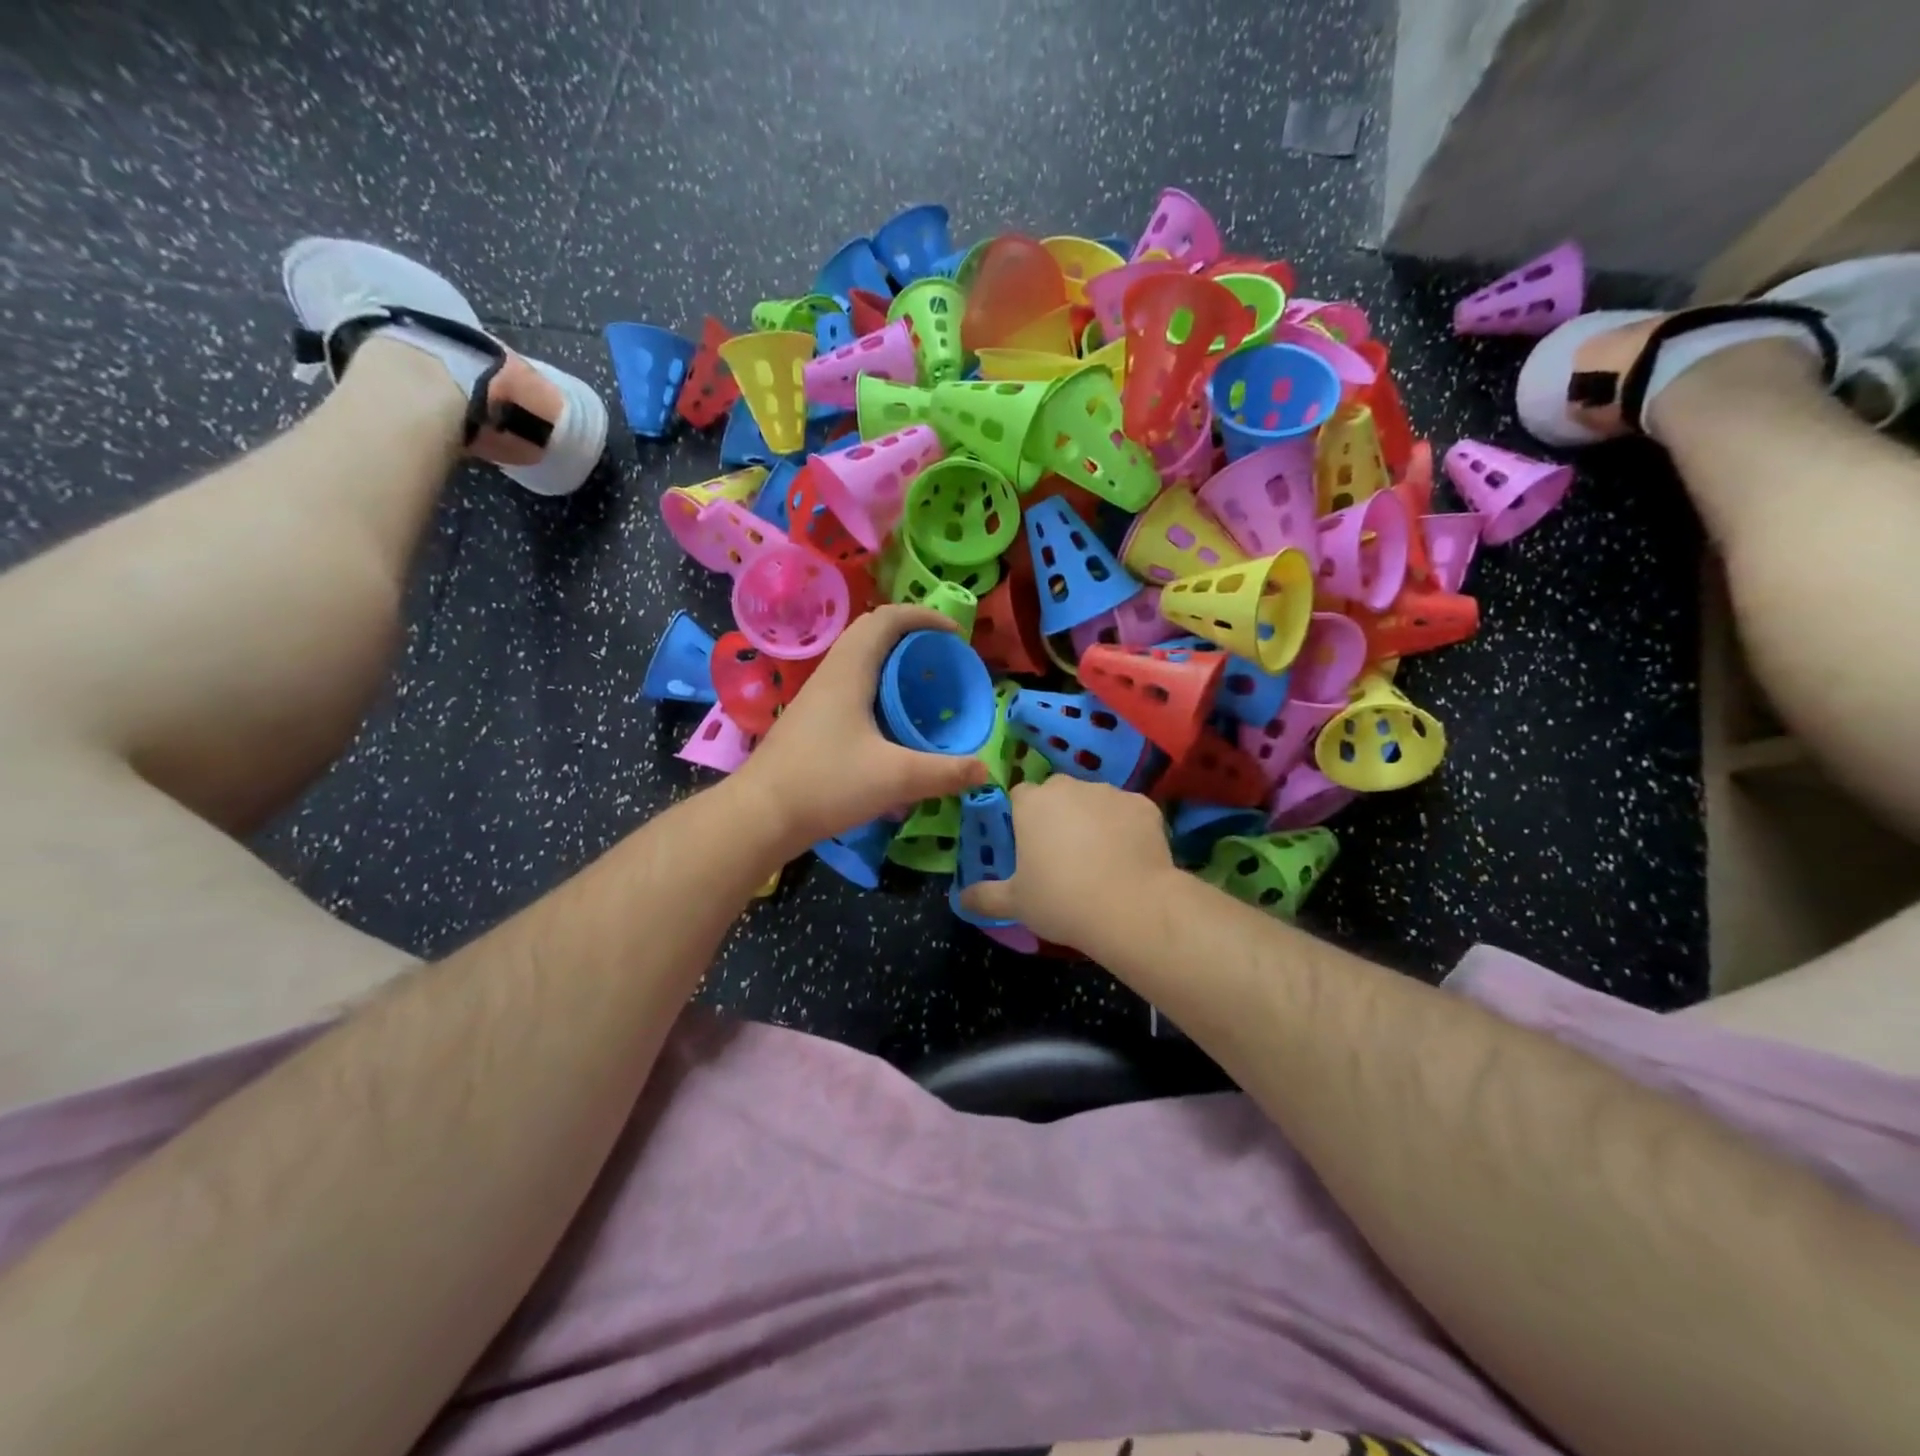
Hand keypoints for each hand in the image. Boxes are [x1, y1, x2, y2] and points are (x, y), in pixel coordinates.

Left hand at [735, 606, 988, 854]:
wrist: (760, 815)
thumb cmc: (826, 783)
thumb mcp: (896, 778)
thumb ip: (945, 772)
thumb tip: (984, 769)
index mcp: (850, 670)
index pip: (888, 618)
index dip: (925, 616)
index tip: (956, 635)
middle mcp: (831, 673)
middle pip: (872, 633)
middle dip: (911, 636)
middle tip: (942, 659)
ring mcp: (817, 697)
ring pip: (859, 661)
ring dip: (893, 663)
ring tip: (922, 688)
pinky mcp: (811, 721)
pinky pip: (851, 686)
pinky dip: (878, 689)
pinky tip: (892, 723)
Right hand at [959, 776, 1175, 947]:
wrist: (1131, 907)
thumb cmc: (1061, 900)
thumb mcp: (1015, 903)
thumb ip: (984, 896)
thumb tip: (961, 898)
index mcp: (1033, 803)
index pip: (1020, 796)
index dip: (1022, 818)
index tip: (1027, 846)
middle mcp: (1070, 787)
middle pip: (1058, 793)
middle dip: (1058, 815)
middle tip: (1062, 854)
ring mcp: (1110, 792)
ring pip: (1094, 800)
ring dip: (1092, 819)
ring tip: (1100, 858)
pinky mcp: (1144, 805)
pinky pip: (1127, 812)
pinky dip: (1126, 828)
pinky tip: (1129, 857)